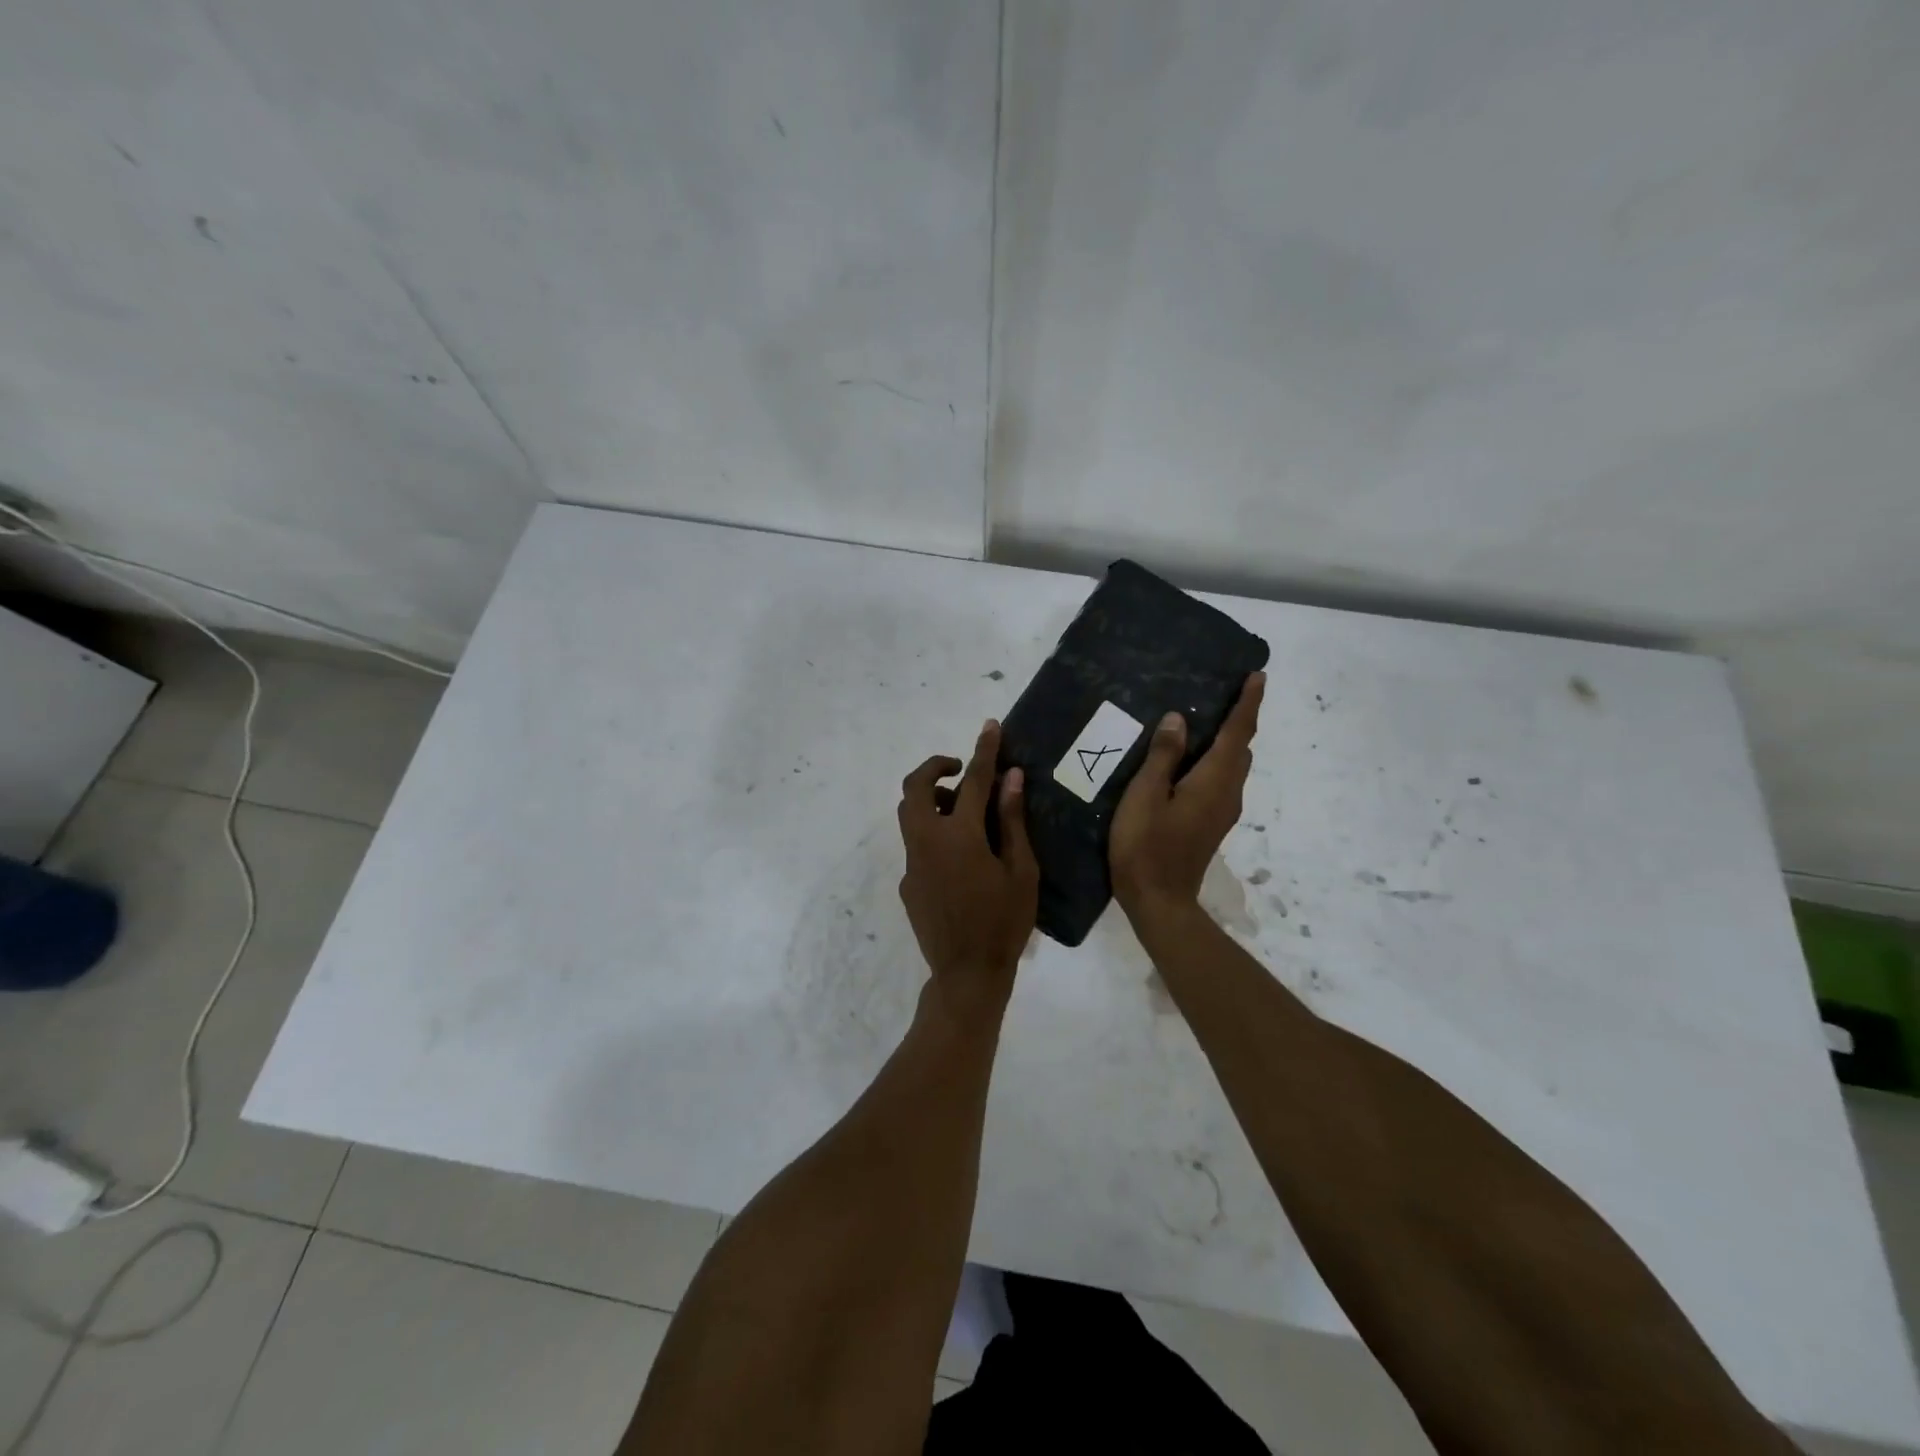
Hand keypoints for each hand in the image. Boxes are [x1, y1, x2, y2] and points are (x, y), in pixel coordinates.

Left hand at [897, 720, 1039, 1015]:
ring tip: (965, 814)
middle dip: (935, 767)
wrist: (967, 973)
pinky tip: (960, 859)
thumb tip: (1011, 778)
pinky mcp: (907, 882)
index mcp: (959, 836)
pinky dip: (934, 835)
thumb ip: (1012, 820)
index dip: (983, 751)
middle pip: (915, 788)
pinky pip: (916, 845)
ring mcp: (911, 863)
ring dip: (932, 801)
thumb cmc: (1004, 922)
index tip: (990, 726)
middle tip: (961, 771)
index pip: (973, 781)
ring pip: (909, 814)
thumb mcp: (1021, 870)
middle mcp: (926, 842)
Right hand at [1110, 672, 1265, 919]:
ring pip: (1233, 766)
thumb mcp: (1145, 796)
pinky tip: (1191, 760)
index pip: (1237, 733)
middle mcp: (1227, 793)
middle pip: (1241, 748)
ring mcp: (1222, 811)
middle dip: (1240, 719)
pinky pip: (1222, 780)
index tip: (1257, 676)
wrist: (1158, 901)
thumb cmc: (1146, 846)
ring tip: (1207, 720)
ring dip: (1228, 741)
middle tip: (1227, 692)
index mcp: (1213, 781)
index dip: (1247, 704)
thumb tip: (1179, 719)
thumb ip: (1162, 757)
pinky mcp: (1211, 823)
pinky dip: (1217, 760)